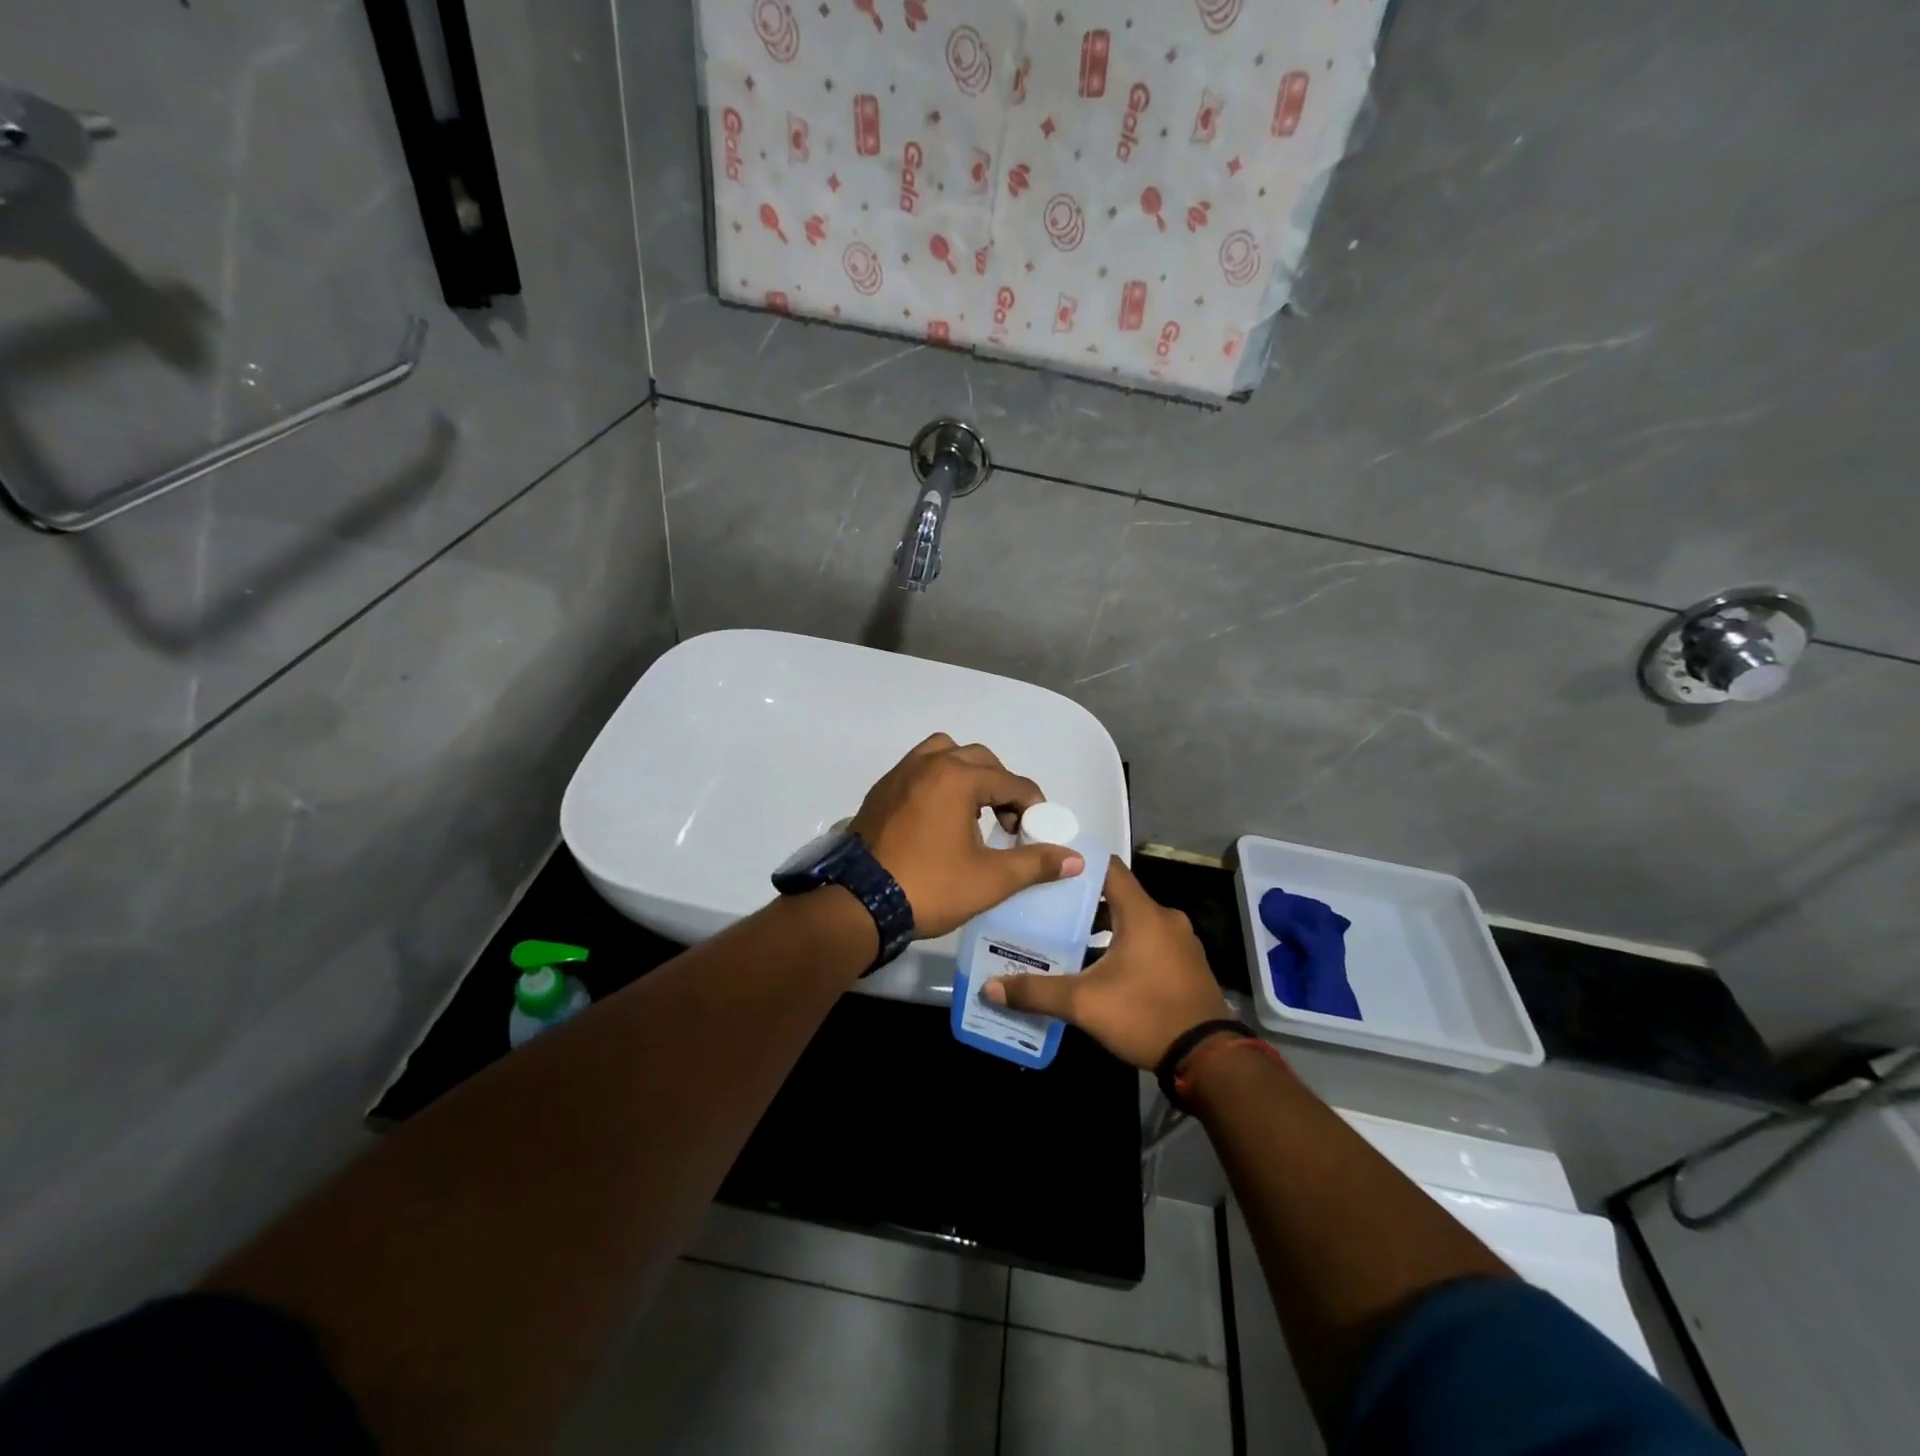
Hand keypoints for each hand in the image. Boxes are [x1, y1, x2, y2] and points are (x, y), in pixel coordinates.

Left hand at [851, 733, 1085, 939]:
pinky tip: (940, 818)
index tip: (1035, 831)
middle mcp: (928, 764)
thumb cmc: (930, 887)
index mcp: (957, 777)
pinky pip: (919, 769)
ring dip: (966, 774)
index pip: (1011, 781)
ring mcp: (900, 774)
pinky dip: (938, 781)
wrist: (859, 903)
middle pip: (980, 759)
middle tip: (1007, 822)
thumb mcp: (990, 880)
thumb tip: (1075, 859)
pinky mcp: (881, 791)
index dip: (1032, 805)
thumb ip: (1035, 864)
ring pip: (944, 754)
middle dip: (1001, 786)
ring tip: (973, 812)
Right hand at [985, 857, 1230, 1068]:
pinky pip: (1150, 940)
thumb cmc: (1145, 1015)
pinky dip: (1126, 943)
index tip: (1048, 869)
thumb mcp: (1084, 1004)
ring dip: (1105, 925)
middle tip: (1049, 908)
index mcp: (1142, 913)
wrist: (1208, 1058)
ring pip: (1135, 919)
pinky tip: (1103, 965)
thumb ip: (1037, 992)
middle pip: (1118, 894)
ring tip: (1070, 937)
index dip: (1078, 864)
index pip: (1108, 867)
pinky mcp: (1188, 964)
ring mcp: (1181, 941)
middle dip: (1084, 900)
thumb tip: (990, 987)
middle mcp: (1165, 918)